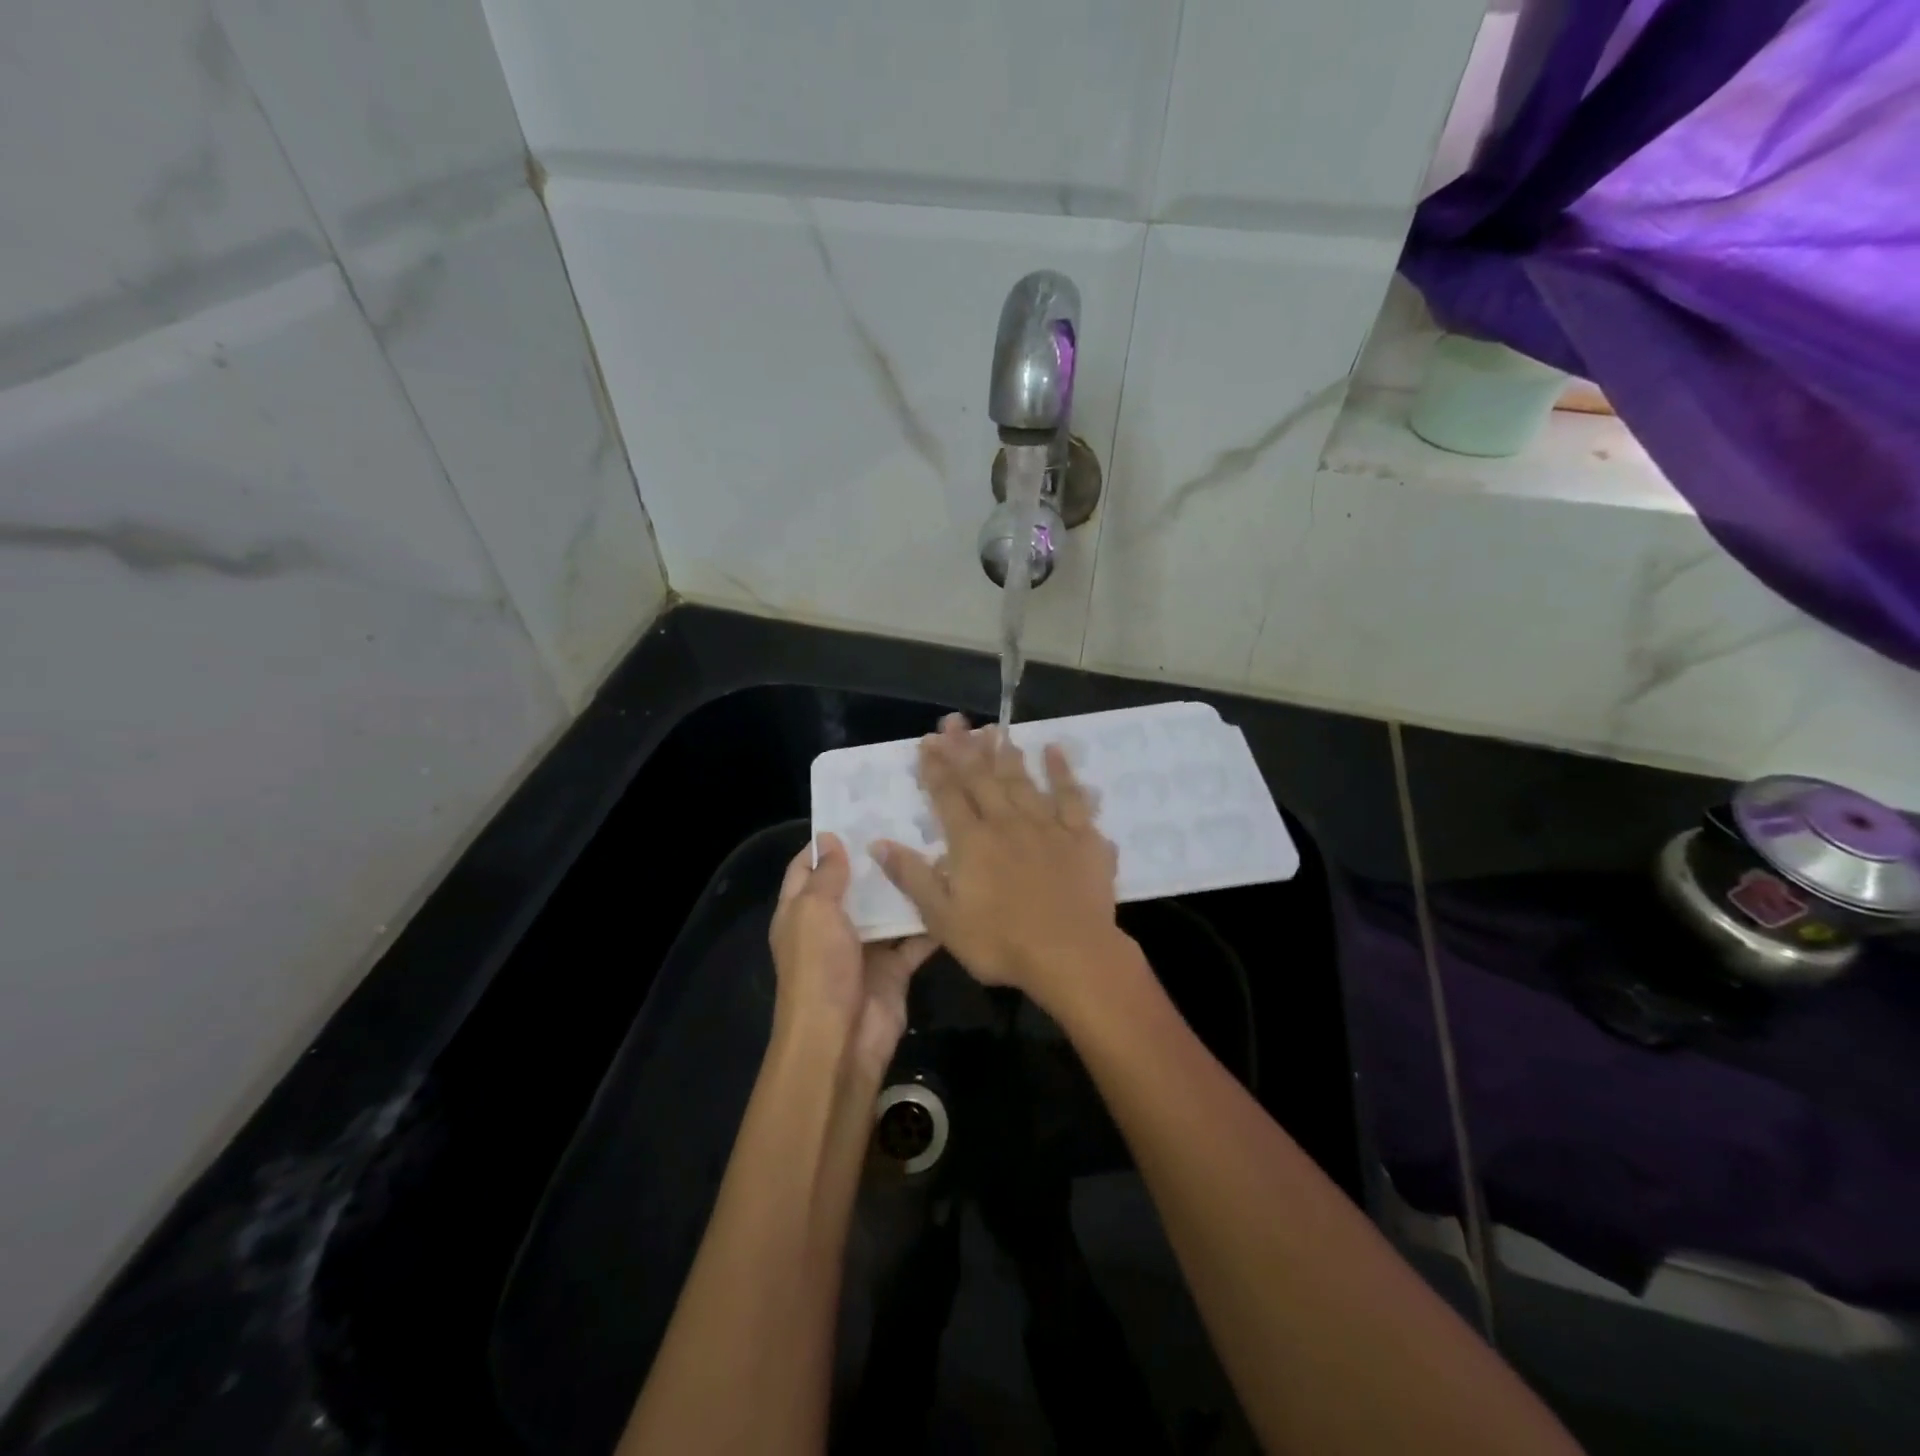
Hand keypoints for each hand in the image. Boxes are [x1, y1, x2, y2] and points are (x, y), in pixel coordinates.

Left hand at [769, 833, 935, 1083]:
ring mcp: (865, 948)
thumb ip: (826, 875)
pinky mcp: (894, 968)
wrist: (842, 1039)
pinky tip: (952, 891)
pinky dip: (930, 922)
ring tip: (936, 847)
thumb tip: (829, 837)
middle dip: (874, 858)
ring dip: (906, 886)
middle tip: (908, 822)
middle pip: (853, 886)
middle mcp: (832, 927)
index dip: (825, 842)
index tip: (857, 812)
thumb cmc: (819, 968)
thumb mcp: (814, 912)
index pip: (807, 868)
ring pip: (888, 909)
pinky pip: (915, 939)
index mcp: (801, 912)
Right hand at [873, 715, 1125, 1013]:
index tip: (926, 742)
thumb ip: (913, 877)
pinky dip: (1062, 771)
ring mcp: (1046, 825)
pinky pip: (1071, 796)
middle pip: (982, 778)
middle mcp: (1006, 823)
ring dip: (1006, 753)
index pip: (948, 795)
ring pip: (1021, 780)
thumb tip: (879, 842)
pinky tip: (1055, 750)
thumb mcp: (943, 919)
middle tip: (955, 721)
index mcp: (972, 842)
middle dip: (965, 748)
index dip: (935, 767)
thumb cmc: (1001, 943)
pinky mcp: (1081, 835)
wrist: (1072, 956)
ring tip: (994, 729)